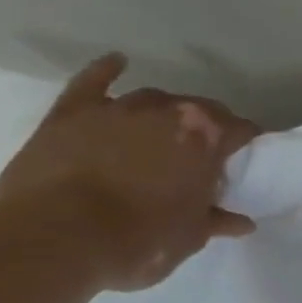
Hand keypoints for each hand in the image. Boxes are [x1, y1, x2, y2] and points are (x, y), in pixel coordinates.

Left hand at [0, 54, 261, 290]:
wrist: (55, 238)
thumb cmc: (139, 240)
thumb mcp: (190, 237)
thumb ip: (217, 221)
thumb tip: (242, 222)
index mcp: (206, 137)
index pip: (241, 130)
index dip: (245, 145)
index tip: (244, 160)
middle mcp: (168, 111)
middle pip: (200, 109)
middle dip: (207, 128)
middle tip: (203, 155)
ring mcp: (118, 107)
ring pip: (153, 99)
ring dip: (164, 113)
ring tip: (163, 133)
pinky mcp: (72, 112)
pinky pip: (93, 81)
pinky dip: (107, 71)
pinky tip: (118, 63)